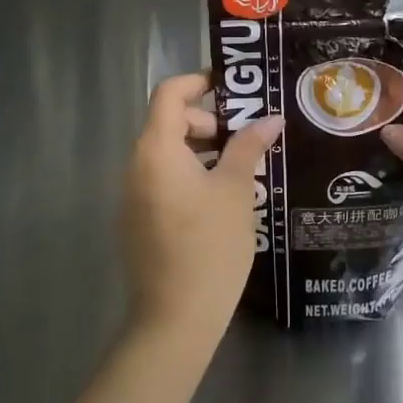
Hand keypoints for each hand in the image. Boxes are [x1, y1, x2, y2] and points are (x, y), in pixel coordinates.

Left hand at [121, 72, 282, 352]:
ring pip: (167, 154)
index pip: (170, 93)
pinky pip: (163, 180)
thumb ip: (248, 146)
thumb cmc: (209, 246)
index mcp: (156, 149)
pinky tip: (221, 199)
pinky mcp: (137, 221)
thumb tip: (269, 118)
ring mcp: (133, 195)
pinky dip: (190, 175)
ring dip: (202, 150)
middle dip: (208, 121)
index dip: (199, 81)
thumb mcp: (236, 190)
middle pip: (169, 122)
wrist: (174, 321)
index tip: (233, 87)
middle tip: (246, 137)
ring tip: (241, 168)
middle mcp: (136, 165)